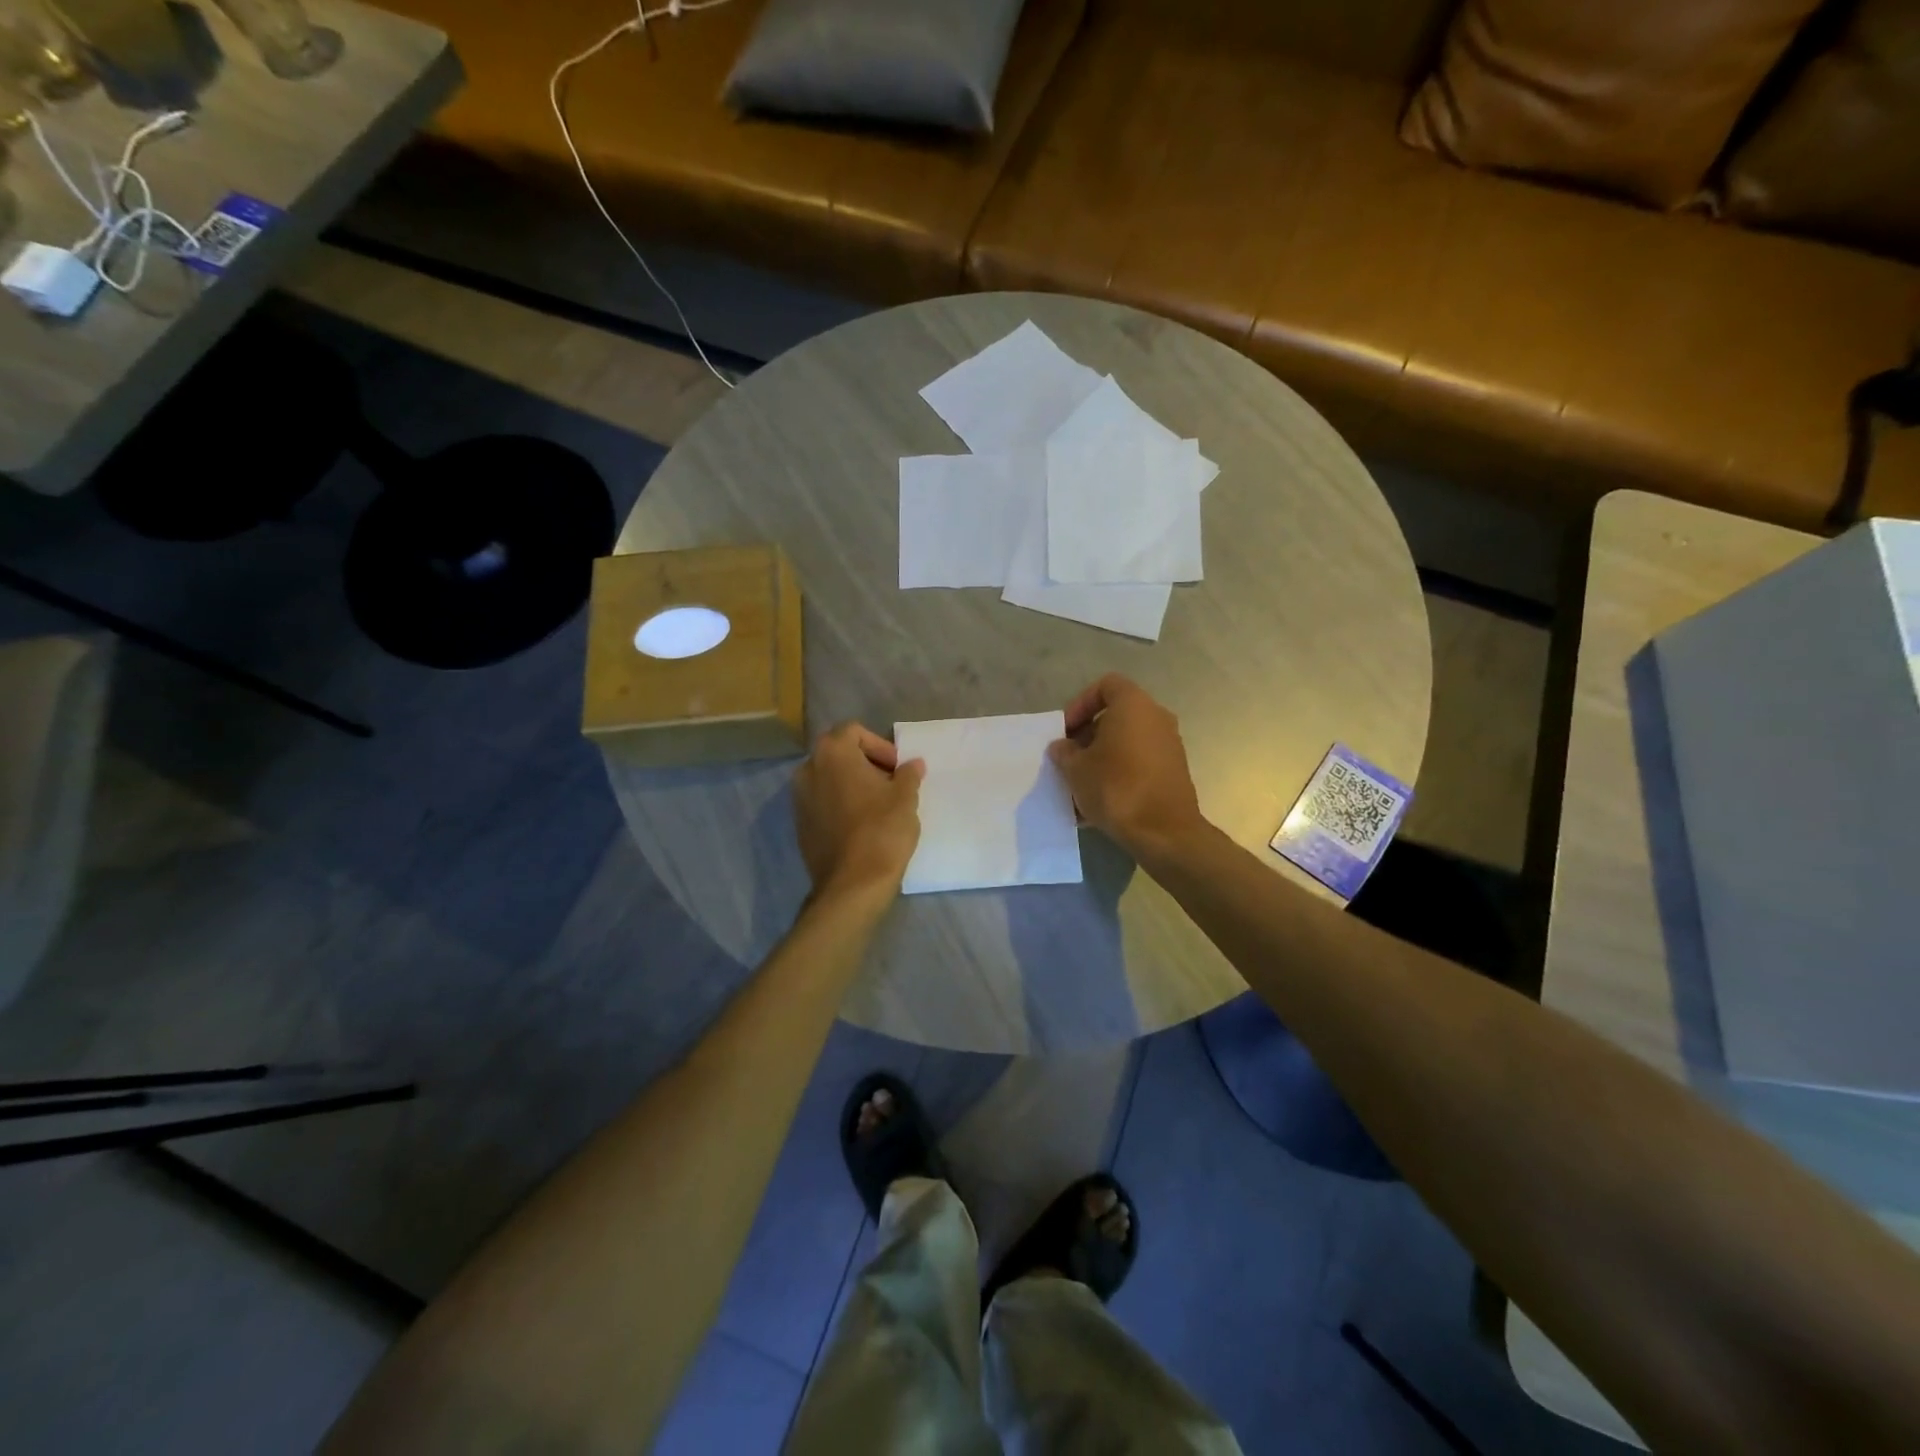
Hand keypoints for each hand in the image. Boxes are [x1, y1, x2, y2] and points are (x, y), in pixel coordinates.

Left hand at [793, 722, 925, 898]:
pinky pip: (822, 801)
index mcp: (832, 753)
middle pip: (838, 752)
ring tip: (877, 805)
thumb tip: (912, 764)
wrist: (852, 884)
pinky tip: (860, 824)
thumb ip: (908, 774)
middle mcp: (808, 769)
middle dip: (865, 763)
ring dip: (851, 783)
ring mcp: (799, 798)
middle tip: (890, 784)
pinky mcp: (799, 823)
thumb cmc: (882, 831)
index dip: (879, 746)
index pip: (854, 731)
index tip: (897, 769)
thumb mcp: (905, 798)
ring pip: (828, 778)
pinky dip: (839, 803)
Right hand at [1048, 674, 1204, 859]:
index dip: (1080, 703)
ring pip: (1127, 742)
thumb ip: (1065, 752)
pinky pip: (1139, 763)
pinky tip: (1100, 801)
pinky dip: (1119, 773)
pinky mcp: (1174, 771)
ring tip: (1081, 783)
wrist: (1164, 832)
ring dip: (1102, 757)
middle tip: (1070, 758)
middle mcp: (1157, 717)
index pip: (1106, 685)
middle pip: (1117, 715)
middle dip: (1089, 734)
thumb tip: (1062, 747)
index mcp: (1134, 705)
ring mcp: (1169, 745)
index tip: (1066, 730)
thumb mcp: (1076, 769)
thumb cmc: (1116, 788)